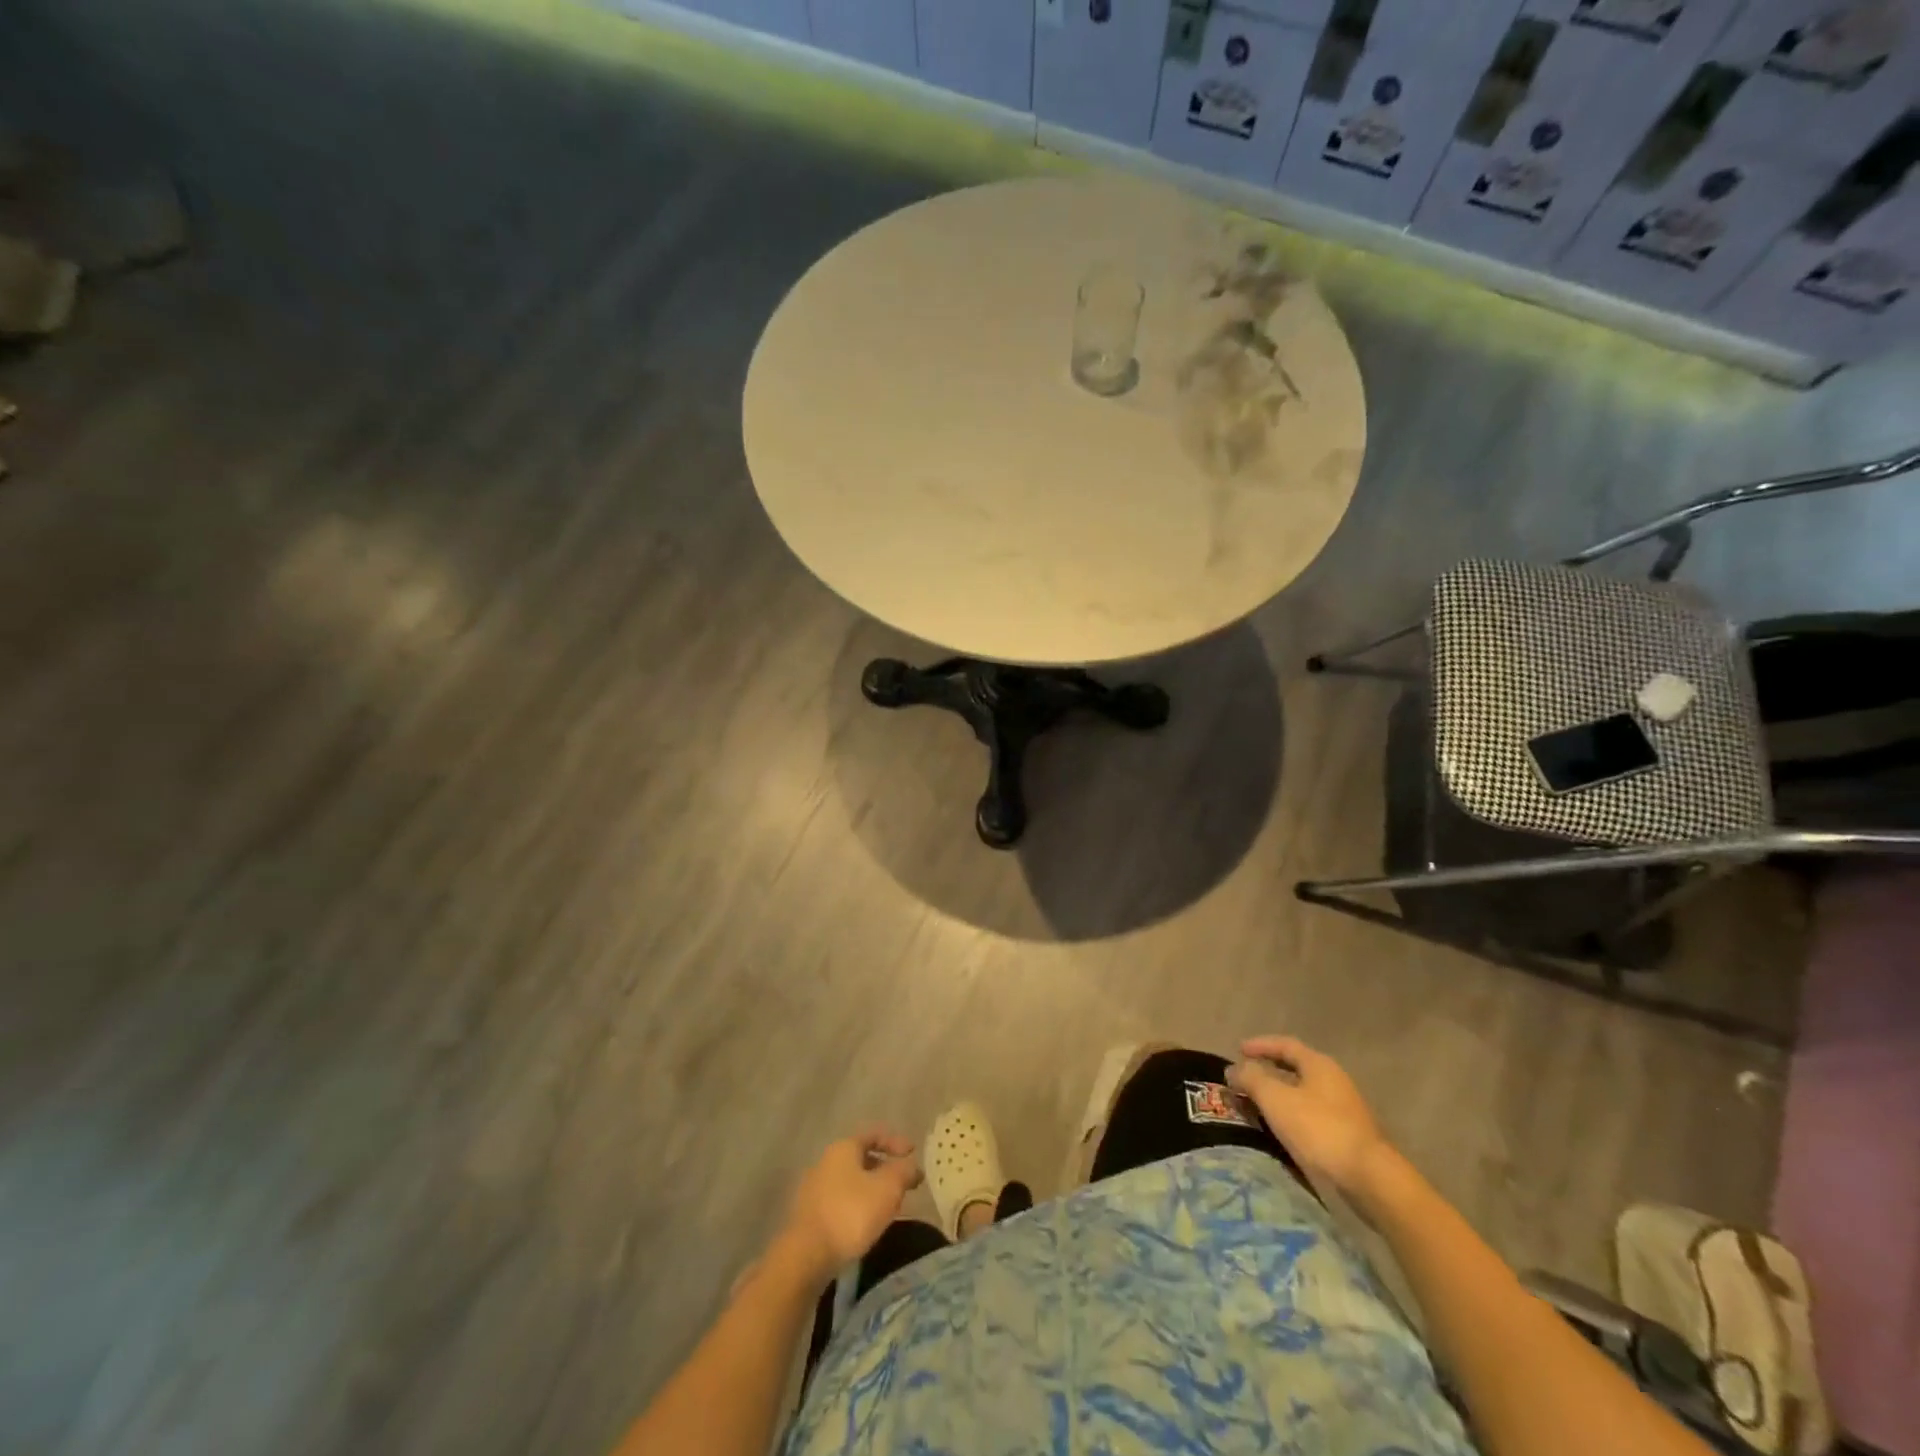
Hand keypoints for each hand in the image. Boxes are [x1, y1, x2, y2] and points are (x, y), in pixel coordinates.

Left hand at [779, 1128, 923, 1280]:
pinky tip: (866, 1224)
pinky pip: (840, 1201)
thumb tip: (912, 1165)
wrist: (805, 1257)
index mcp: (843, 1148)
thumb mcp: (888, 1188)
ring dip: (871, 1189)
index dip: (896, 1141)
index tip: (913, 1153)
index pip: (874, 1134)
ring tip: (888, 1206)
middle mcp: (825, 1162)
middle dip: (884, 1168)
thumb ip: (904, 1171)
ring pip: (850, 1181)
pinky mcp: (808, 1215)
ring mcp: (813, 1189)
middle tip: (903, 1183)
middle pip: (861, 1158)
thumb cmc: (851, 1214)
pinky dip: (857, 1206)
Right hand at [1228, 1035, 1391, 1196]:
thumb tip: (1234, 1069)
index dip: (1260, 1045)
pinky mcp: (1348, 1135)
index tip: (1238, 1050)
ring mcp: (1345, 1109)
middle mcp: (1334, 1081)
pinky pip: (1312, 1115)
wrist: (1370, 1179)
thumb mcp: (1276, 1099)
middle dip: (1269, 1070)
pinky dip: (1292, 1115)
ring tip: (1257, 1104)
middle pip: (1296, 1068)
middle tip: (1245, 1077)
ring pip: (1304, 1093)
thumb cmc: (1319, 1129)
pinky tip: (1281, 1129)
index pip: (1285, 1044)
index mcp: (1319, 1065)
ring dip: (1279, 1095)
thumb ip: (1252, 1079)